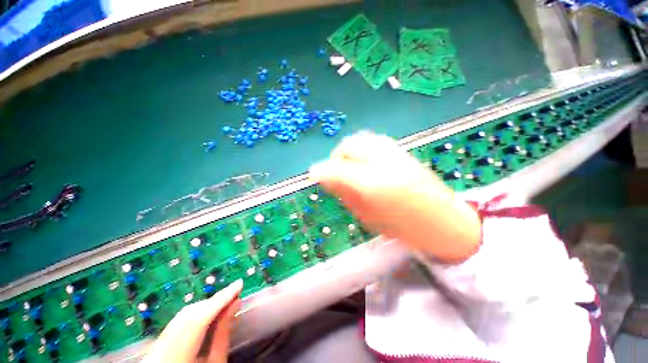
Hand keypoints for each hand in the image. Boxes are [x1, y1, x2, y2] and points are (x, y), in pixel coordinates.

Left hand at [142, 280, 242, 362]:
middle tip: (235, 292)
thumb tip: (236, 303)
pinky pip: (177, 321)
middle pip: (190, 314)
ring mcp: (156, 344)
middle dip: (215, 301)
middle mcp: (160, 348)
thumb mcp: (216, 362)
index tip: (239, 283)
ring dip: (207, 305)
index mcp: (177, 356)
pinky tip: (209, 310)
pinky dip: (196, 313)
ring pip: (183, 315)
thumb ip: (223, 333)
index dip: (221, 299)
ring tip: (226, 299)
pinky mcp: (157, 342)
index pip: (199, 318)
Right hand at [309, 131, 480, 261]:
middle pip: (349, 145)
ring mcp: (396, 153)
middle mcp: (383, 162)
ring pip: (361, 139)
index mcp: (373, 184)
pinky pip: (374, 141)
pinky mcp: (403, 151)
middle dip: (336, 157)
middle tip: (334, 173)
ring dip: (349, 151)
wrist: (446, 222)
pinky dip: (363, 149)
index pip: (337, 169)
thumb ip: (345, 195)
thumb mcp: (368, 217)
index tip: (313, 176)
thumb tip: (326, 179)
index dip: (320, 171)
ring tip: (349, 167)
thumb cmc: (405, 229)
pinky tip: (365, 163)